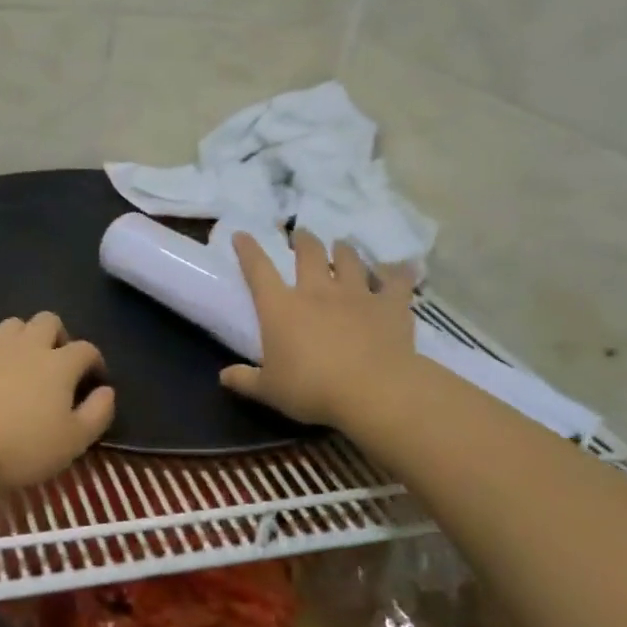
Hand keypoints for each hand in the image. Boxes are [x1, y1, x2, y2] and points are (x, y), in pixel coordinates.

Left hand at [0, 312, 114, 494]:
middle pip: (48, 320)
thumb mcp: (75, 441)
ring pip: (11, 325)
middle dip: (58, 335)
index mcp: (59, 364)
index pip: (86, 349)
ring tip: (23, 363)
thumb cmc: (24, 448)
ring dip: (22, 337)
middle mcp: (27, 347)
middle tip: (58, 363)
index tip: (95, 381)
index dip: (95, 362)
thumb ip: (98, 413)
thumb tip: (107, 391)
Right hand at [219, 230, 421, 431]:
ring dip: (344, 250)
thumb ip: (245, 380)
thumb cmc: (312, 389)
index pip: (258, 269)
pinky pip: (397, 281)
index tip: (242, 235)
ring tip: (342, 245)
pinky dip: (399, 272)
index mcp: (280, 307)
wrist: (373, 391)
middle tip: (301, 234)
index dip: (248, 250)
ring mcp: (356, 294)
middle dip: (303, 240)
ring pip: (349, 260)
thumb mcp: (269, 390)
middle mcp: (316, 291)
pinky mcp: (390, 305)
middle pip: (308, 253)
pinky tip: (403, 266)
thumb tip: (223, 377)